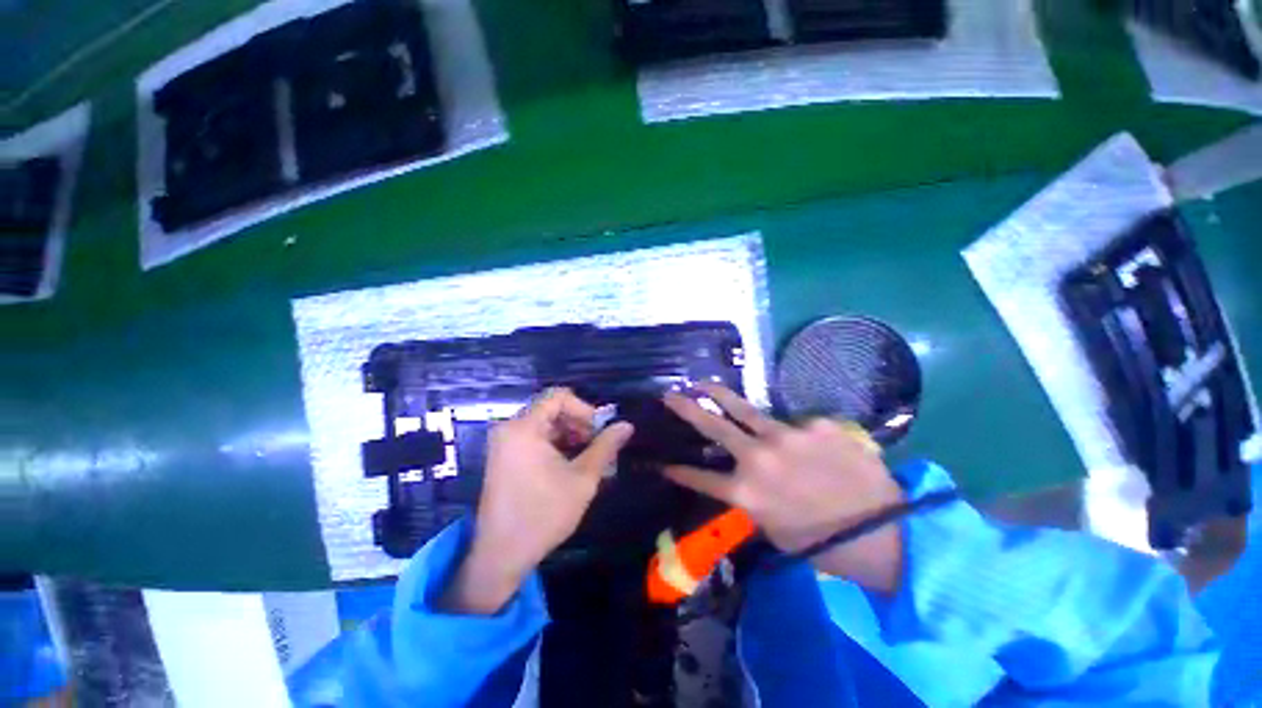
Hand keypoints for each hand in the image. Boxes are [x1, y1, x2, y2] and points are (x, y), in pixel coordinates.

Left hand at [442, 388, 633, 613]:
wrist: (502, 556)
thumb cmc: (544, 514)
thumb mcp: (582, 478)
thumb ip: (606, 446)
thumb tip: (627, 425)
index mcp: (524, 428)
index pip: (558, 397)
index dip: (584, 408)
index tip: (599, 431)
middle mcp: (509, 429)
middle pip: (551, 410)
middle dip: (578, 423)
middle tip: (597, 445)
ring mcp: (504, 444)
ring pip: (544, 425)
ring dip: (569, 435)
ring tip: (588, 458)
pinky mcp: (504, 458)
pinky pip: (534, 439)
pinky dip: (555, 445)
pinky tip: (570, 465)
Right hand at [662, 384, 904, 593]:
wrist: (887, 534)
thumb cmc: (825, 543)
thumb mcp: (774, 530)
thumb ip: (750, 500)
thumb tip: (740, 478)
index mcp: (747, 492)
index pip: (699, 477)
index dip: (676, 469)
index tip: (659, 461)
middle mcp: (759, 457)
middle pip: (713, 426)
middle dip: (686, 409)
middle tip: (669, 395)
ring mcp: (788, 435)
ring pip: (743, 408)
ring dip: (719, 394)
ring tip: (704, 383)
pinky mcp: (816, 424)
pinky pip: (796, 425)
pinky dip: (795, 434)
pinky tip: (813, 449)